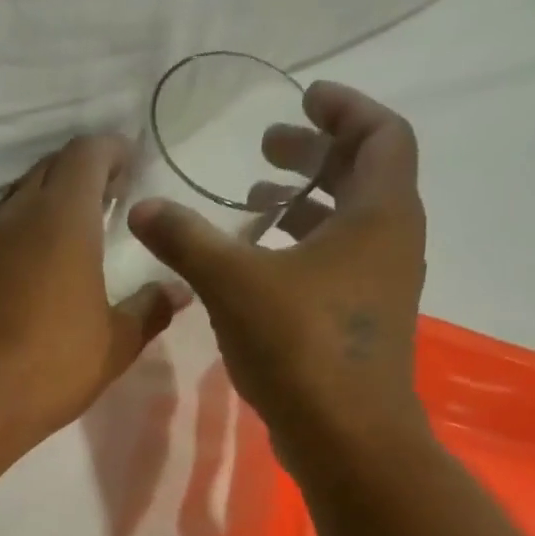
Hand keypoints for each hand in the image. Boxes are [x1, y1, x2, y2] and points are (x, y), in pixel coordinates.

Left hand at [0, 135, 180, 450]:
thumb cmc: (51, 367)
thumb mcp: (115, 343)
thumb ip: (149, 309)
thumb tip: (177, 290)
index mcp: (62, 219)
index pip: (86, 153)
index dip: (112, 150)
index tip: (132, 166)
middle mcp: (18, 216)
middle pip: (51, 167)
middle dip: (83, 170)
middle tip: (112, 195)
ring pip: (22, 195)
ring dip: (52, 198)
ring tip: (81, 226)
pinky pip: (3, 227)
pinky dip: (28, 226)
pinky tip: (45, 260)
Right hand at [128, 81, 428, 455]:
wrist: (346, 437)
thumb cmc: (301, 346)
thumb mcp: (233, 283)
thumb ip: (186, 240)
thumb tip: (143, 207)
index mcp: (379, 214)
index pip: (382, 134)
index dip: (345, 108)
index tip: (304, 98)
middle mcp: (391, 242)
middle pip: (364, 176)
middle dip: (315, 155)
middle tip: (267, 147)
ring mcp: (380, 285)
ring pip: (348, 223)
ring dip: (304, 205)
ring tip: (253, 204)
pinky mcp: (360, 321)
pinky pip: (337, 262)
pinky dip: (301, 248)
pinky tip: (256, 267)